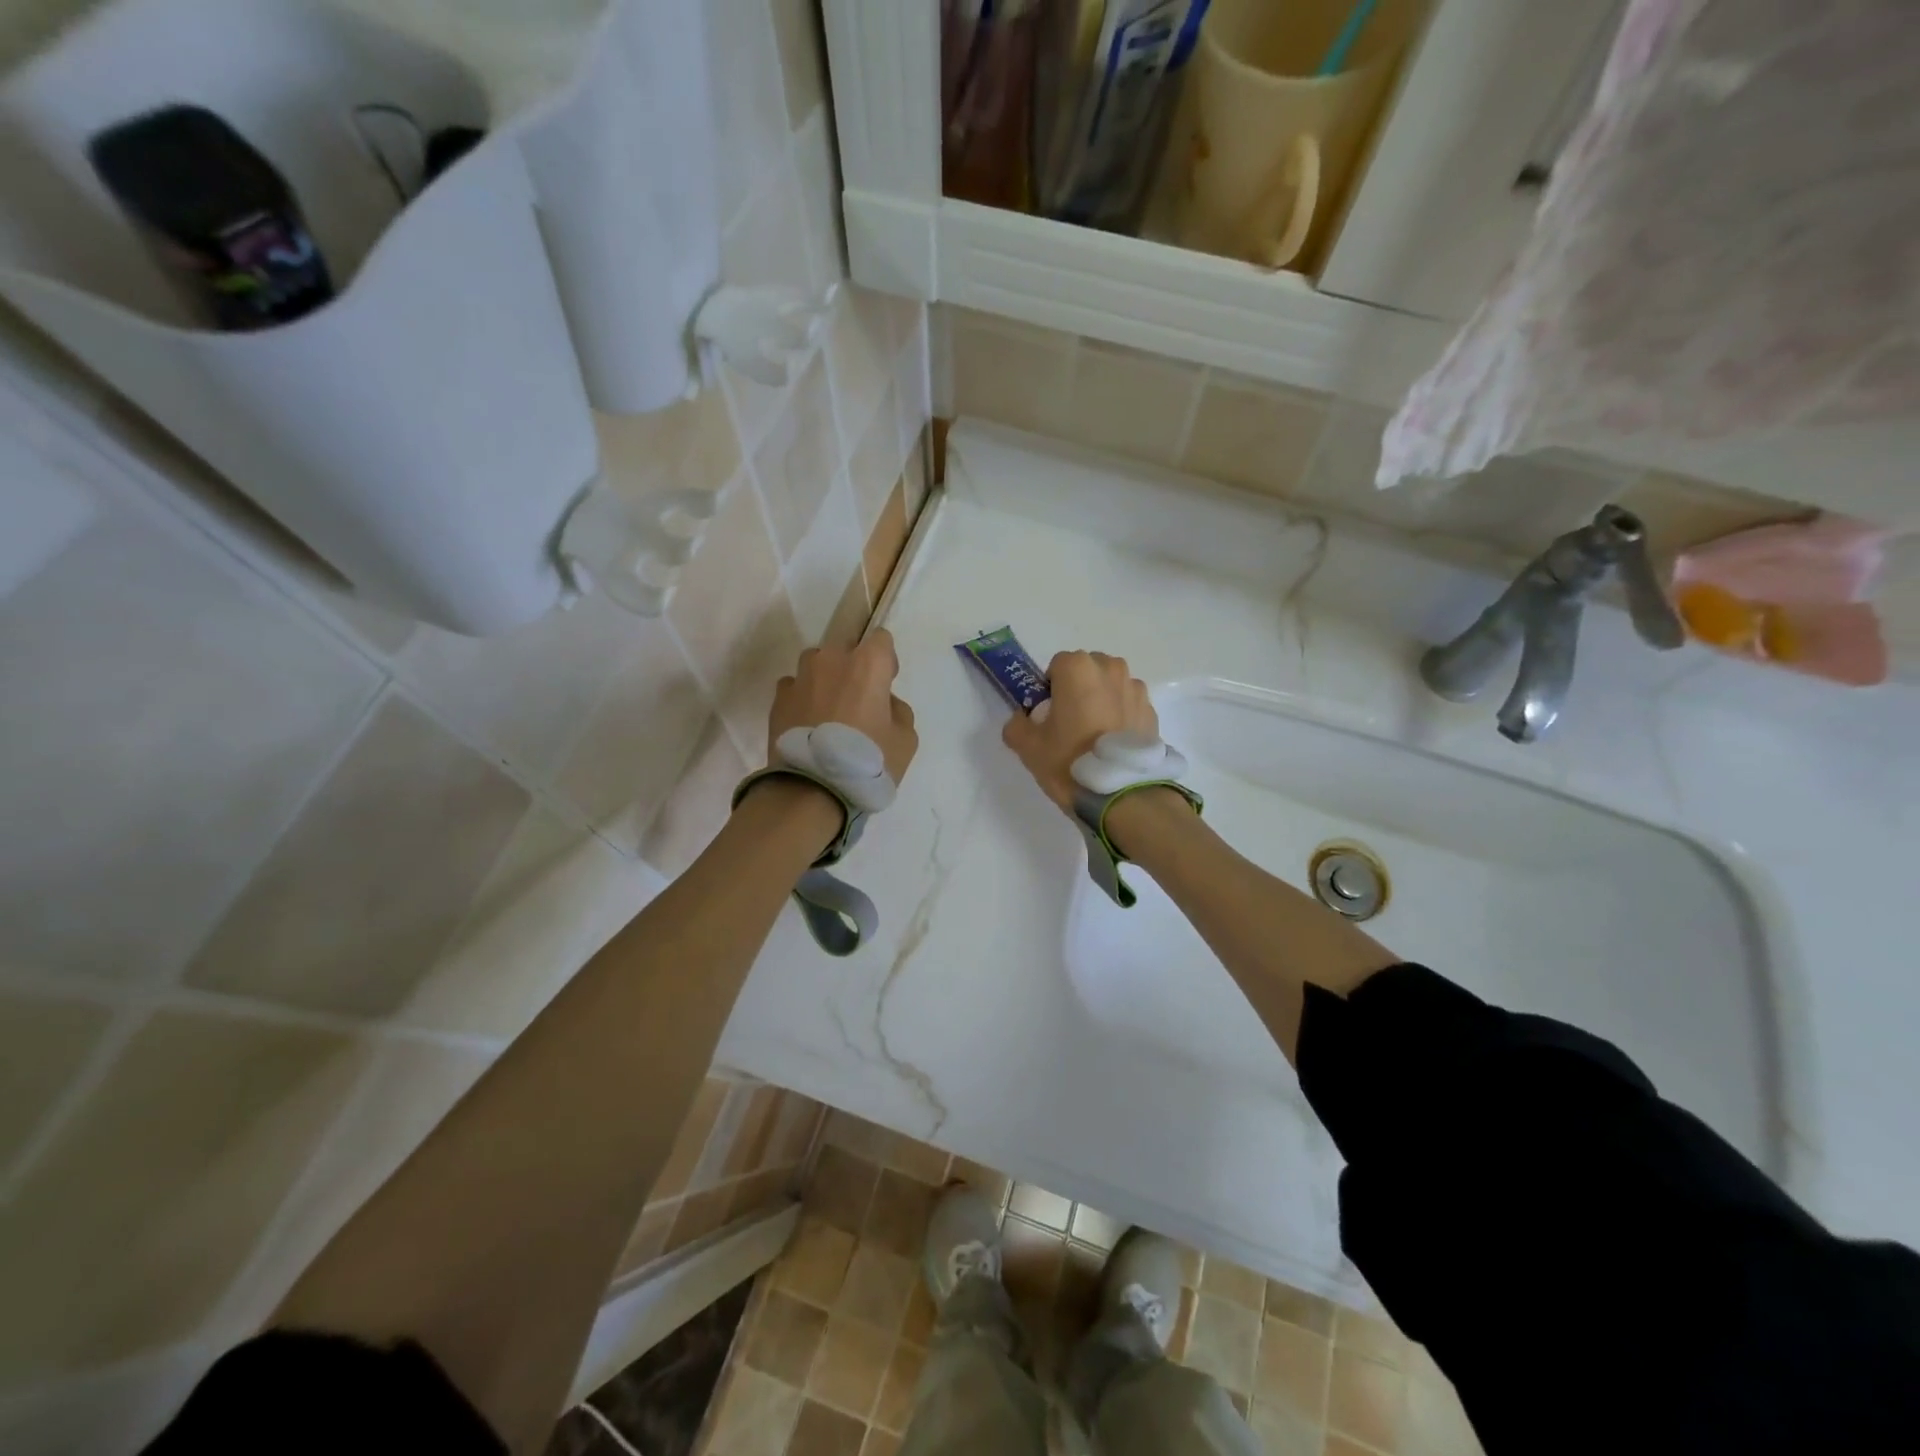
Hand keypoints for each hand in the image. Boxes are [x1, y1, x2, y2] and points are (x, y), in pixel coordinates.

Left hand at [769, 629, 918, 787]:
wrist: (813, 789)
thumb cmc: (868, 761)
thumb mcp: (906, 739)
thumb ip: (897, 710)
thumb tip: (883, 703)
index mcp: (868, 663)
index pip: (880, 639)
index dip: (885, 661)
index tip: (885, 685)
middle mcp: (831, 659)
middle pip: (845, 647)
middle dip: (852, 666)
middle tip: (857, 700)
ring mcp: (800, 677)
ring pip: (816, 664)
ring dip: (824, 679)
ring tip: (827, 712)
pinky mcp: (778, 699)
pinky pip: (794, 688)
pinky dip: (802, 699)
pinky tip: (807, 724)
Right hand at [1002, 650, 1157, 812]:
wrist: (1121, 794)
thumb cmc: (1069, 761)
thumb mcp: (1028, 747)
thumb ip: (1017, 725)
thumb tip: (1022, 720)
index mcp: (1078, 668)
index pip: (1057, 666)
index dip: (1049, 689)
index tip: (1048, 715)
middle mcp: (1110, 669)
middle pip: (1087, 671)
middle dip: (1078, 690)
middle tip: (1070, 724)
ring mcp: (1135, 689)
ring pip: (1110, 687)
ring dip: (1101, 701)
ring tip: (1095, 737)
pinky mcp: (1151, 711)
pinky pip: (1128, 706)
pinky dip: (1120, 717)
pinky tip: (1113, 746)